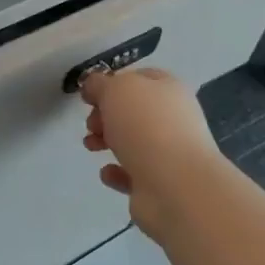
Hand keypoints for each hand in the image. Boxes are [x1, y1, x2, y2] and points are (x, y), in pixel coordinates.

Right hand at [80, 67, 224, 242]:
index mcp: (169, 89)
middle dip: (105, 116)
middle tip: (91, 124)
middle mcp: (173, 119)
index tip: (89, 96)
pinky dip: (116, 172)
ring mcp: (169, 153)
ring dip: (106, 141)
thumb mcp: (115, 90)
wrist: (176, 186)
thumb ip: (99, 84)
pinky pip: (132, 173)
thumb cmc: (146, 126)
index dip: (112, 84)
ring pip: (131, 142)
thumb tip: (92, 87)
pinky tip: (108, 172)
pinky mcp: (160, 184)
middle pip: (133, 111)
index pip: (139, 78)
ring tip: (91, 146)